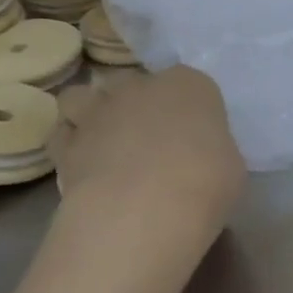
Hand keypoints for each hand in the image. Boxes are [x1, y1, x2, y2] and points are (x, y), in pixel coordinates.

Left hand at [52, 66, 244, 232]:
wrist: (144, 210)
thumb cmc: (204, 182)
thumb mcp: (229, 165)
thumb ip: (209, 149)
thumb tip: (195, 157)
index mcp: (189, 85)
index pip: (189, 82)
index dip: (188, 107)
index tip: (193, 133)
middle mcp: (140, 87)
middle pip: (132, 83)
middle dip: (135, 104)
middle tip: (147, 138)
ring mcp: (98, 111)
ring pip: (82, 97)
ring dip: (91, 113)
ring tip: (104, 142)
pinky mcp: (66, 143)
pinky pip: (63, 136)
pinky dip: (70, 146)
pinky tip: (84, 167)